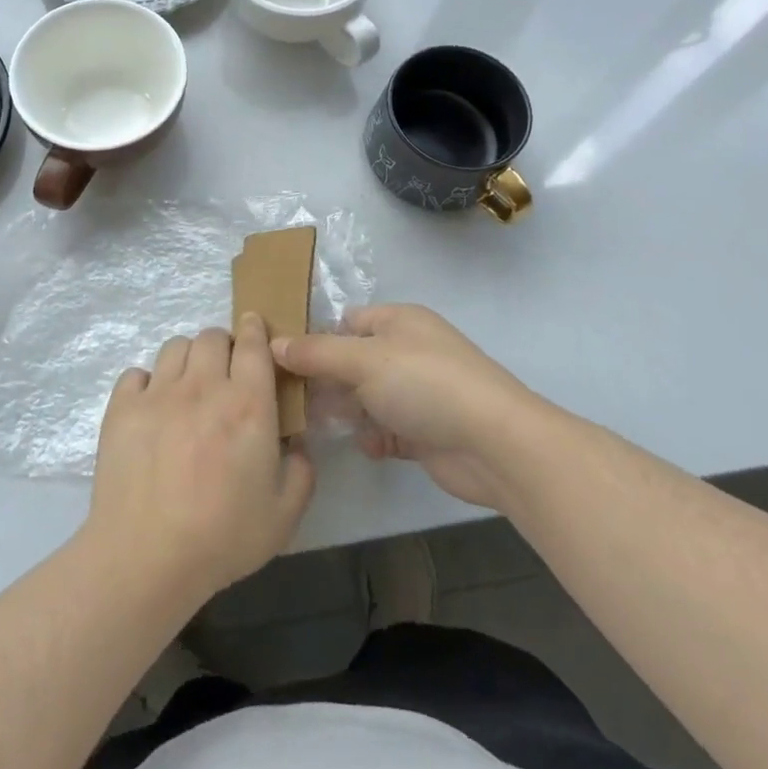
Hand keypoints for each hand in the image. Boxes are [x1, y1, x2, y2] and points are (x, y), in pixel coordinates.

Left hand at [85, 315, 315, 606]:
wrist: (146, 556)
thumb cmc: (222, 537)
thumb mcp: (284, 515)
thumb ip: (302, 472)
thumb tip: (298, 445)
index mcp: (248, 405)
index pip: (253, 344)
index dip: (255, 328)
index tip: (254, 325)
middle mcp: (204, 387)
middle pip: (211, 336)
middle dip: (222, 344)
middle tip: (224, 370)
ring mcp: (158, 394)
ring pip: (174, 347)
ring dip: (187, 358)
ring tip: (188, 385)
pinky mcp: (122, 408)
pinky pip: (136, 374)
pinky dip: (146, 382)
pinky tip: (151, 407)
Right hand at [273, 304, 534, 509]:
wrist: (494, 444)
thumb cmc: (425, 384)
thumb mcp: (363, 360)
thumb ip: (316, 352)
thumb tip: (272, 343)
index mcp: (398, 321)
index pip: (345, 322)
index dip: (313, 337)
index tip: (278, 359)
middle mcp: (406, 352)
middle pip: (350, 362)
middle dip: (323, 380)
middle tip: (289, 399)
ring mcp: (416, 393)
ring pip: (365, 398)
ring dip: (345, 412)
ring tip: (317, 426)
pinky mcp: (423, 431)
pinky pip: (385, 430)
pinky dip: (373, 437)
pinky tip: (369, 446)